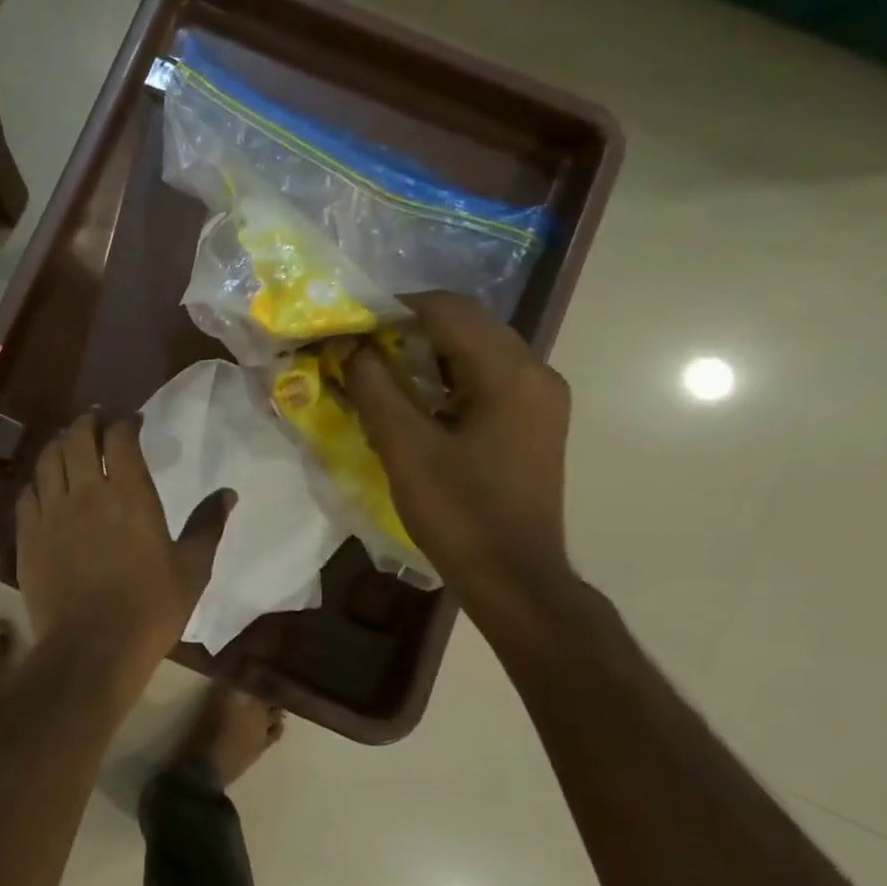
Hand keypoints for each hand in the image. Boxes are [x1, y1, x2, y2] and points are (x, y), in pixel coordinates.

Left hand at [15, 415, 224, 673]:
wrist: (91, 649)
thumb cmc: (150, 609)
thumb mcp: (192, 569)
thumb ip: (208, 525)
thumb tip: (228, 493)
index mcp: (129, 495)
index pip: (119, 437)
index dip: (124, 422)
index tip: (132, 421)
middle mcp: (86, 493)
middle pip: (77, 437)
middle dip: (87, 422)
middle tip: (96, 422)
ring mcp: (52, 512)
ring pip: (48, 460)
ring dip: (59, 444)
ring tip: (68, 444)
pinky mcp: (28, 535)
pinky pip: (28, 493)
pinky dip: (38, 480)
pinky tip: (45, 485)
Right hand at [342, 291, 572, 606]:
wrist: (513, 577)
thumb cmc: (458, 512)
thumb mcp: (404, 447)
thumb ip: (374, 386)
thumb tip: (348, 344)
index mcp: (509, 373)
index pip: (447, 310)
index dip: (392, 308)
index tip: (349, 323)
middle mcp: (534, 372)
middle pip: (465, 324)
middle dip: (406, 328)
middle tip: (357, 346)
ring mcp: (538, 398)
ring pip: (474, 350)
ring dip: (425, 352)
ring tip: (377, 370)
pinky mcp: (531, 421)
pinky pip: (484, 378)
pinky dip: (444, 377)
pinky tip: (412, 398)